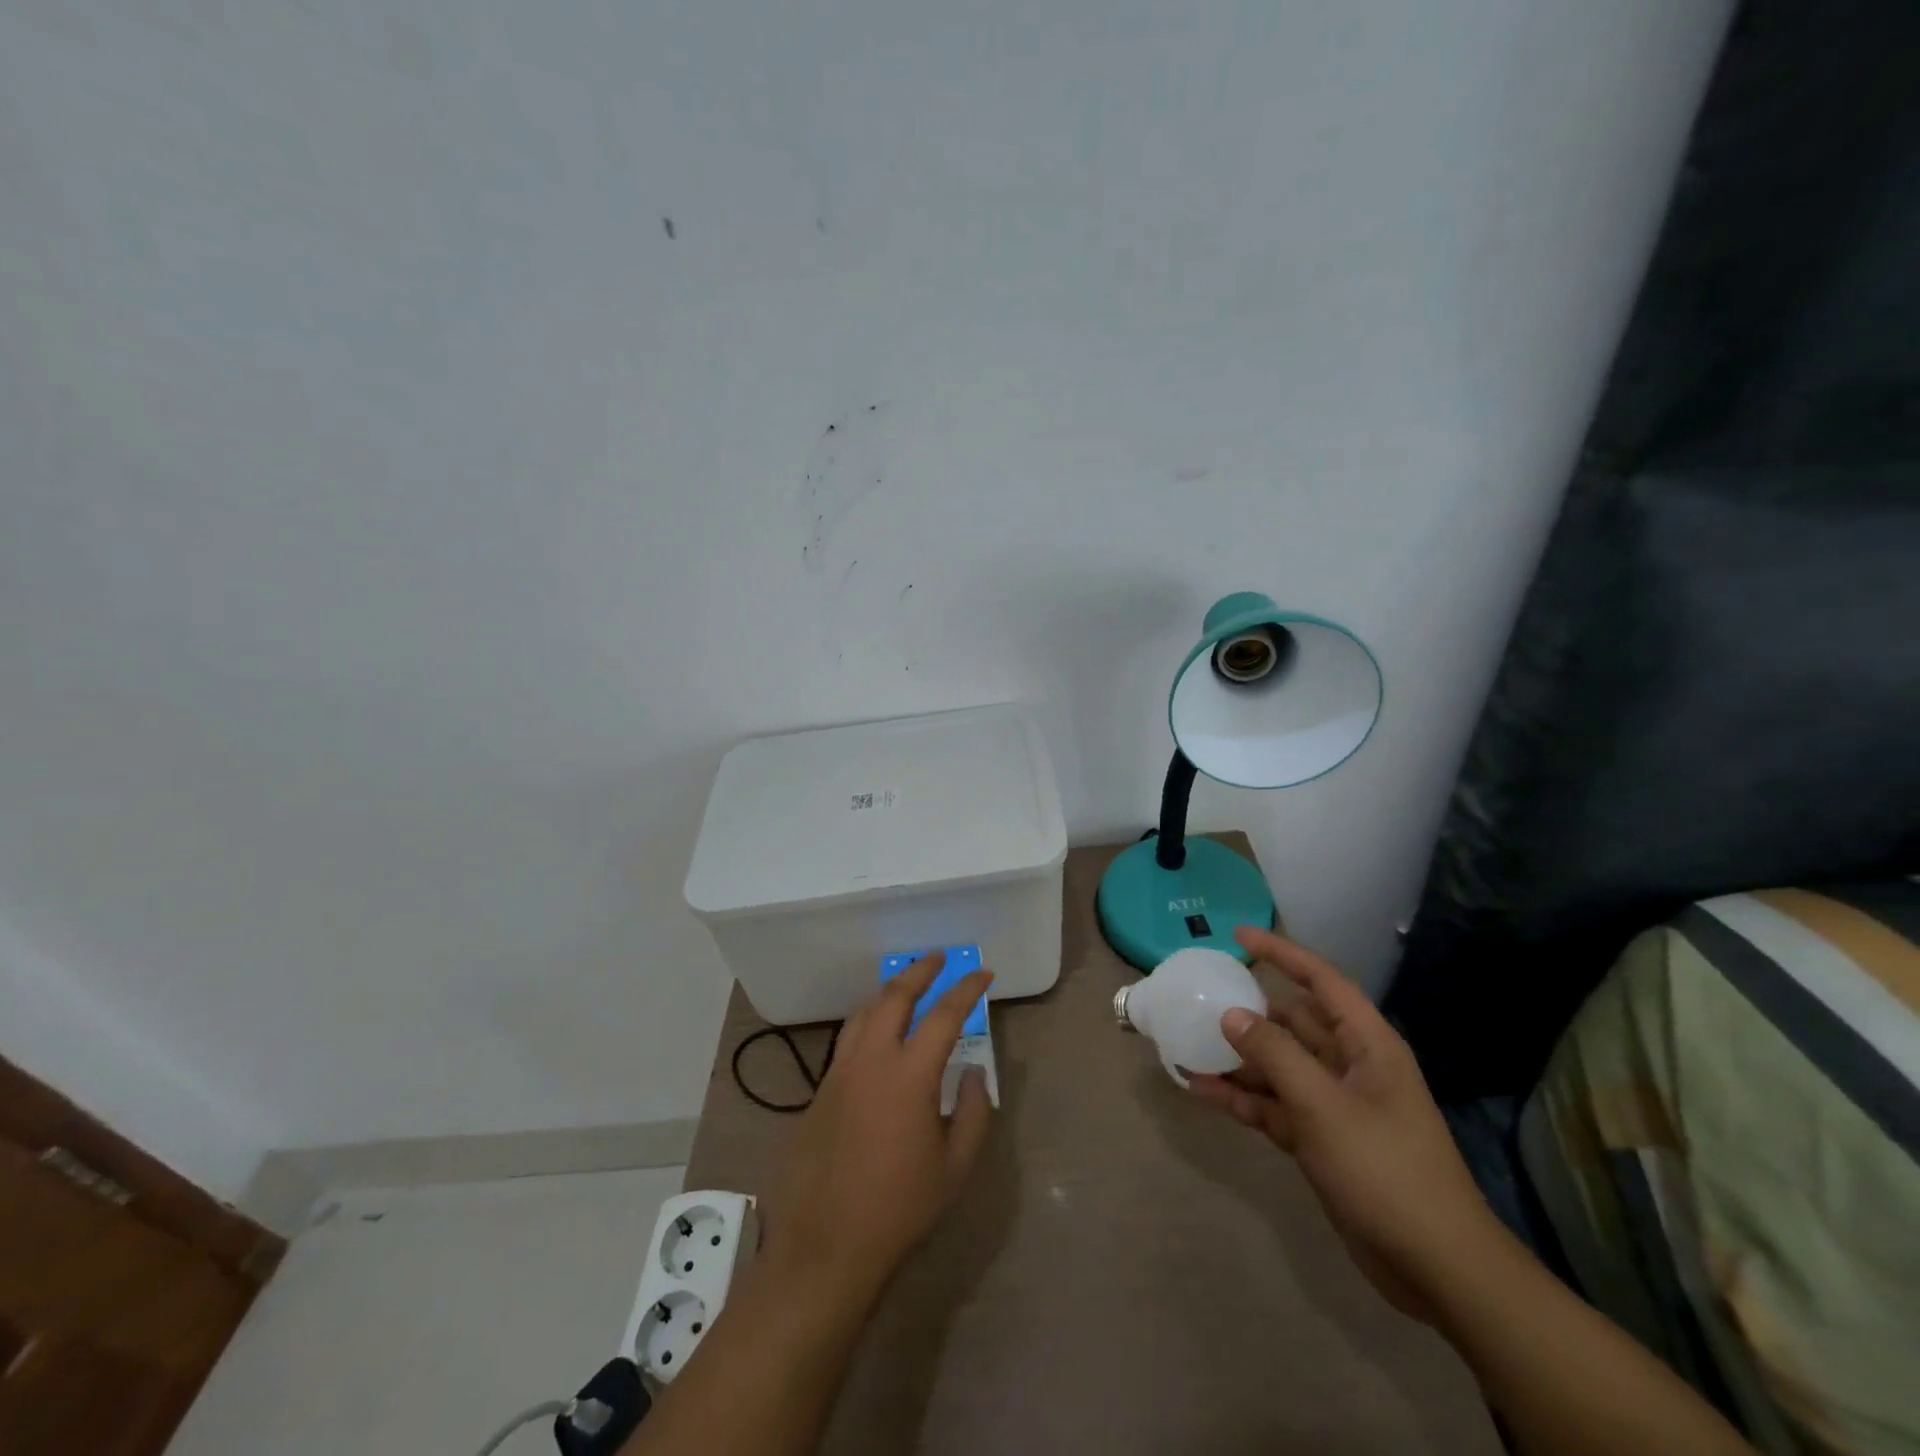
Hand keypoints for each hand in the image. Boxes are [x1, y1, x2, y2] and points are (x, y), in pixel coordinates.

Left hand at [761, 953, 994, 1305]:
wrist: (826, 1245)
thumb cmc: (900, 1209)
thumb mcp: (954, 1167)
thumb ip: (972, 1112)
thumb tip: (973, 1072)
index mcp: (909, 1075)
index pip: (944, 1015)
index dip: (966, 989)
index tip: (983, 973)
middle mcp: (871, 1060)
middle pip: (894, 996)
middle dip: (919, 970)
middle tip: (938, 958)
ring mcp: (839, 1072)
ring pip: (864, 1012)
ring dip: (888, 991)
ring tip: (906, 985)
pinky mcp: (820, 1091)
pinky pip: (847, 1039)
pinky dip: (868, 1021)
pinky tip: (877, 1035)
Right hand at [1188, 926, 1500, 1323]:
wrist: (1435, 1267)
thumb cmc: (1385, 1169)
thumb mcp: (1323, 1105)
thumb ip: (1275, 1054)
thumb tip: (1232, 1015)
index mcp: (1366, 1044)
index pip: (1321, 981)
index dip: (1281, 954)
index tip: (1238, 937)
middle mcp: (1350, 1066)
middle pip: (1292, 1023)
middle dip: (1249, 1011)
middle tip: (1201, 998)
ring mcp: (1334, 1105)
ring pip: (1277, 1066)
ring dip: (1237, 1059)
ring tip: (1188, 1043)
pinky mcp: (1320, 1140)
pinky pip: (1272, 1105)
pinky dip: (1241, 1098)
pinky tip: (1201, 1090)